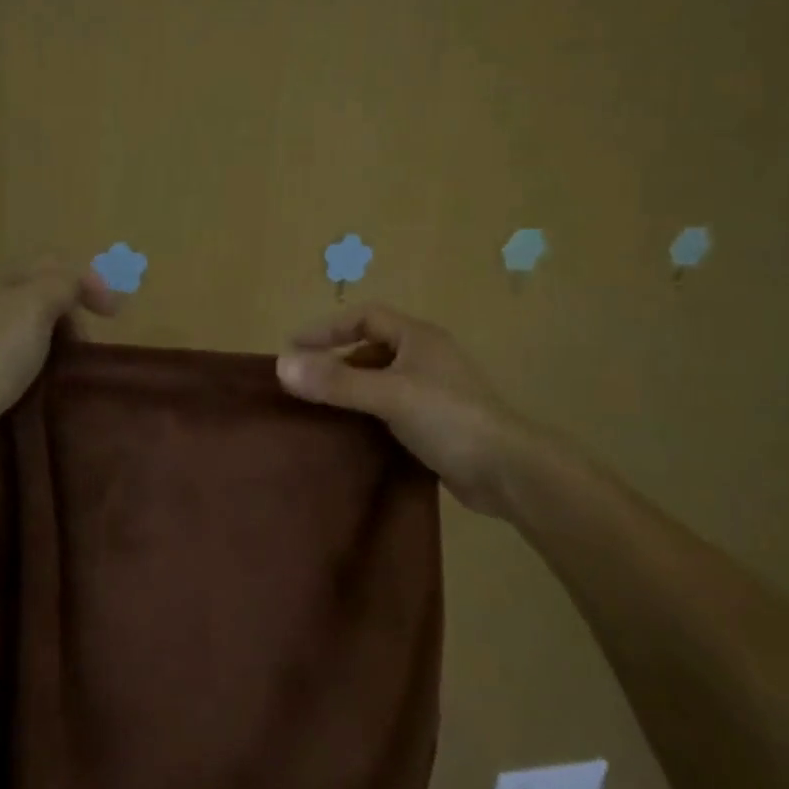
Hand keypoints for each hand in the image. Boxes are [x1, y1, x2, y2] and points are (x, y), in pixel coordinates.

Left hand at [0, 261, 116, 445]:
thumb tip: (79, 283)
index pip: (52, 268)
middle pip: (41, 301)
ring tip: (71, 372)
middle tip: (87, 348)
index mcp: (2, 284)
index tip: (113, 314)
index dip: (87, 283)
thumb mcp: (35, 304)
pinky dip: (37, 371)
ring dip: (56, 347)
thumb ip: (63, 284)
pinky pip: (17, 365)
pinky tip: (46, 388)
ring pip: (31, 334)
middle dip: (72, 317)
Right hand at [277, 306, 518, 518]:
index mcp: (418, 338)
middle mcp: (425, 357)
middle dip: (335, 359)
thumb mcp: (389, 394)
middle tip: (302, 379)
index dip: (328, 328)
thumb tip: (282, 366)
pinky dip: (366, 412)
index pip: (365, 317)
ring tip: (318, 405)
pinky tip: (349, 431)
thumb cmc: (449, 419)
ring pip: (380, 379)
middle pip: (371, 347)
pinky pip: (390, 406)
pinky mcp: (435, 422)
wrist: (507, 471)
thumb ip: (336, 381)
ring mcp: (432, 390)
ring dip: (350, 387)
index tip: (294, 347)